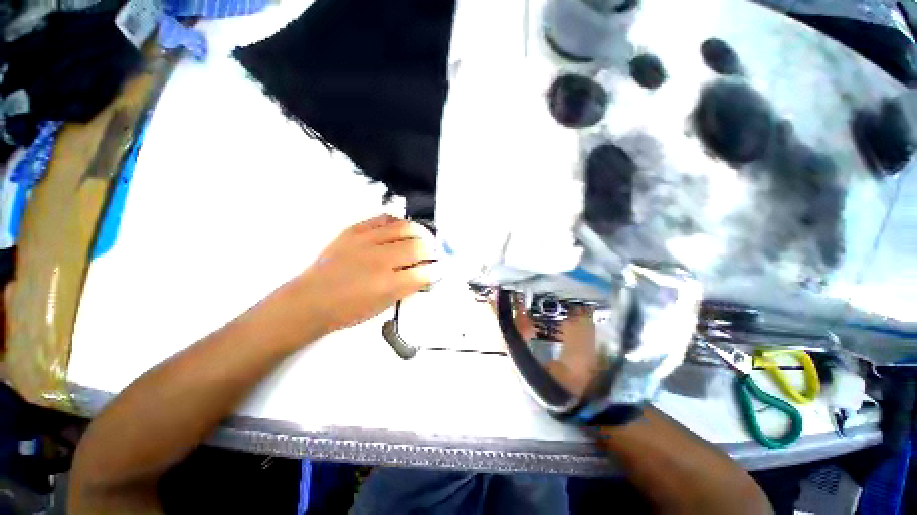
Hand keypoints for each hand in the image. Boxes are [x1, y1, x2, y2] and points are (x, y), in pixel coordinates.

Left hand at [270, 215, 440, 341]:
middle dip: (432, 250)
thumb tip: (420, 277)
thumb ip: (402, 290)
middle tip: (434, 253)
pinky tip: (400, 228)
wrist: (312, 299)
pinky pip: (383, 218)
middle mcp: (381, 260)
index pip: (425, 272)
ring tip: (422, 237)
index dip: (438, 271)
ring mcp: (367, 241)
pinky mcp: (354, 230)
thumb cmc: (344, 311)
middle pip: (419, 245)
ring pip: (405, 226)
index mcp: (389, 286)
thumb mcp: (379, 307)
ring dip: (419, 232)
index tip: (441, 270)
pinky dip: (396, 222)